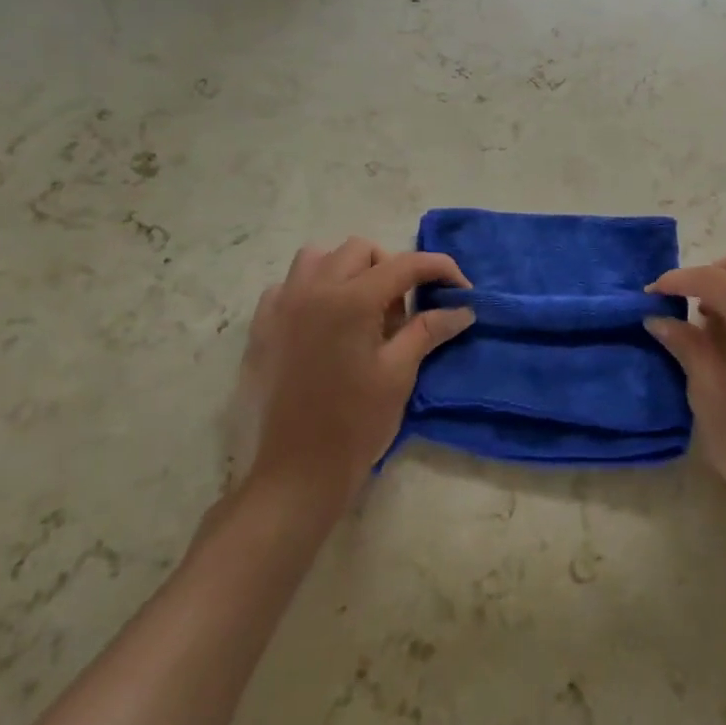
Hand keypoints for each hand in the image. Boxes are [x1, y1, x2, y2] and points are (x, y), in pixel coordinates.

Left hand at [234, 238, 472, 505]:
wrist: (296, 474)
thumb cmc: (355, 424)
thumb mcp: (399, 373)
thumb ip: (429, 329)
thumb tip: (463, 309)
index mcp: (351, 300)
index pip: (405, 264)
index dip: (439, 270)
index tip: (460, 290)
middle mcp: (313, 290)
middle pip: (361, 250)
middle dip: (392, 268)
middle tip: (404, 310)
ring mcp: (282, 306)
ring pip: (319, 257)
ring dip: (348, 270)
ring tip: (362, 308)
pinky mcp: (262, 327)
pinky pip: (288, 285)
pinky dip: (311, 289)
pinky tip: (323, 322)